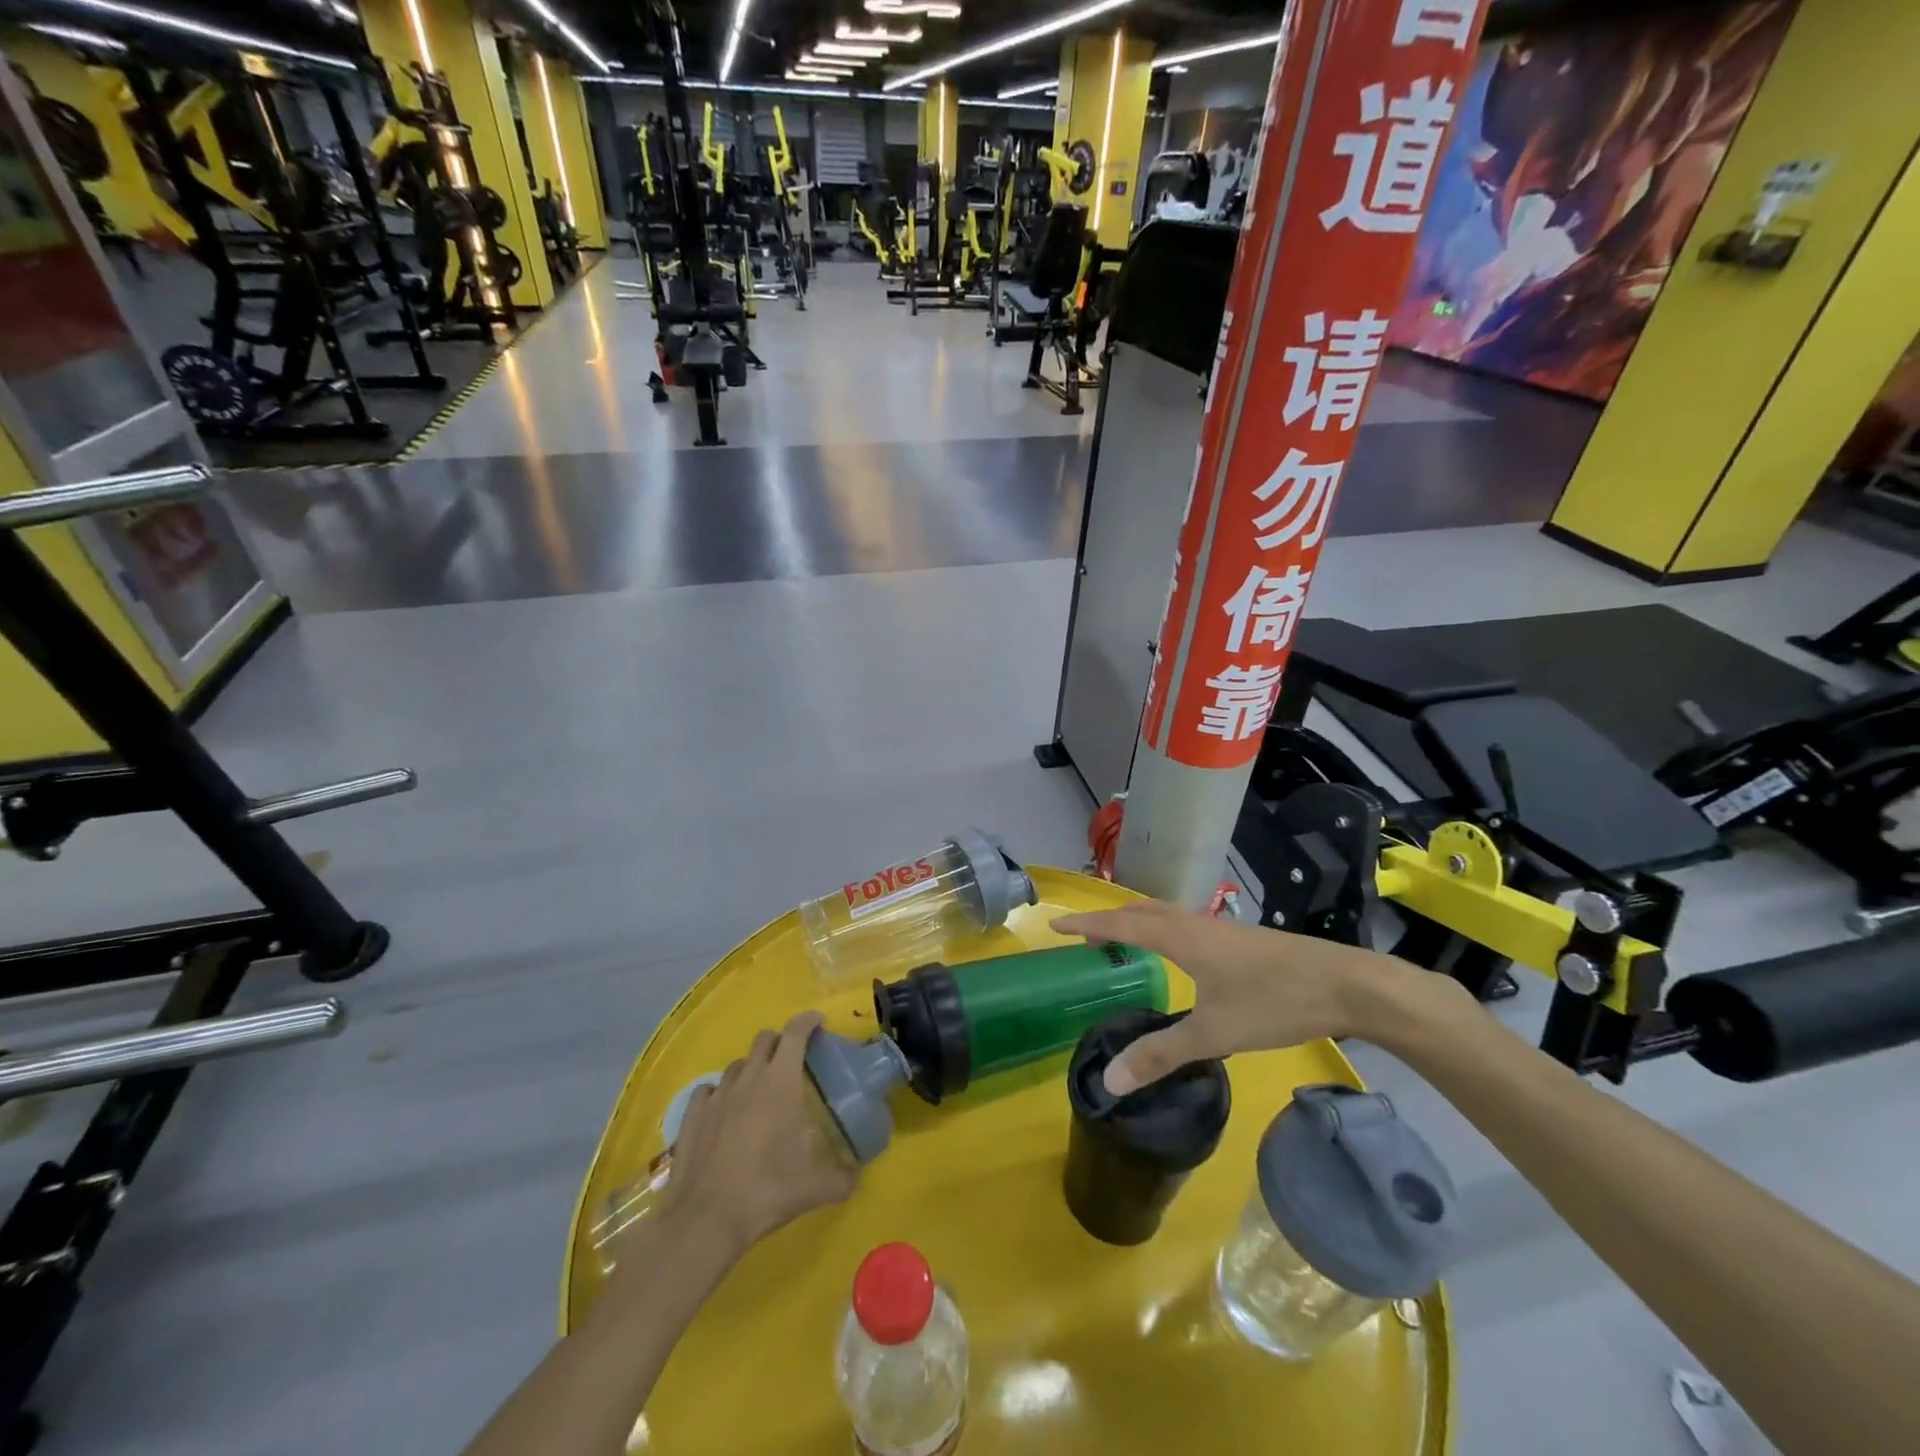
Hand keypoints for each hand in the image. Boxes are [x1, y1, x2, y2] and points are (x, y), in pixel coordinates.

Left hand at [659, 1011, 857, 1259]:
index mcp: (780, 1083)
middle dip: (781, 1041)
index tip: (819, 1022)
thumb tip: (856, 1177)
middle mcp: (748, 1079)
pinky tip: (726, 1111)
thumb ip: (841, 1178)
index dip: (808, 1021)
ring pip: (738, 1064)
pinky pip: (709, 1089)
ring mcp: (717, 1095)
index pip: (795, 1033)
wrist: (705, 1220)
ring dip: (752, 1068)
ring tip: (760, 1090)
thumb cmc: (766, 1191)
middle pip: (765, 1039)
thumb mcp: (814, 1188)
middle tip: (793, 1060)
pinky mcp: (693, 1115)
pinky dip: (721, 1092)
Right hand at [1050, 900, 1444, 1094]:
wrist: (1347, 984)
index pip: (1120, 924)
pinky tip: (1177, 958)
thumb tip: (1109, 1080)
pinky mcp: (1240, 940)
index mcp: (1180, 937)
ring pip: (1165, 916)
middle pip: (1140, 911)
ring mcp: (1220, 930)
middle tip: (1085, 939)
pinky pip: (1184, 926)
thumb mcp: (1213, 1033)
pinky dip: (1162, 931)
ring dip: (1137, 923)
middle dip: (1109, 921)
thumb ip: (1160, 1055)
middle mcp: (1195, 924)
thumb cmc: (1273, 1002)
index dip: (1086, 925)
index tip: (1055, 924)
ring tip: (1122, 944)